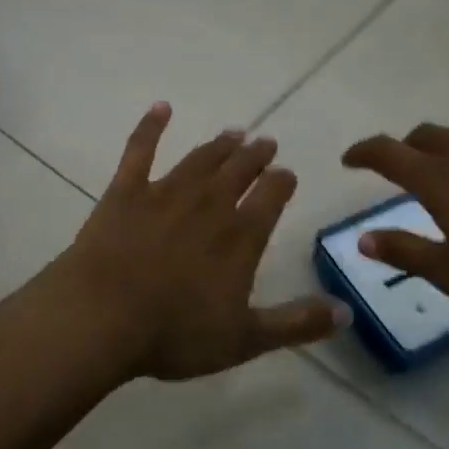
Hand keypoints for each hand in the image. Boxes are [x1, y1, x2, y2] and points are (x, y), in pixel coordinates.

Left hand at [51, 103, 347, 380]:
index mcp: (239, 237)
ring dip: (220, 144)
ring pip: (201, 158)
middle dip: (256, 155)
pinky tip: (161, 108)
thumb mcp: (245, 339)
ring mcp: (165, 192)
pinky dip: (151, 127)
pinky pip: (141, 150)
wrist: (102, 318)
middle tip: (266, 142)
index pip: (271, 196)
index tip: (287, 174)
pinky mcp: (126, 191)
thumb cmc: (175, 334)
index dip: (282, 181)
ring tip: (235, 132)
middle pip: (239, 170)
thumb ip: (297, 323)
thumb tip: (347, 312)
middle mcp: (209, 204)